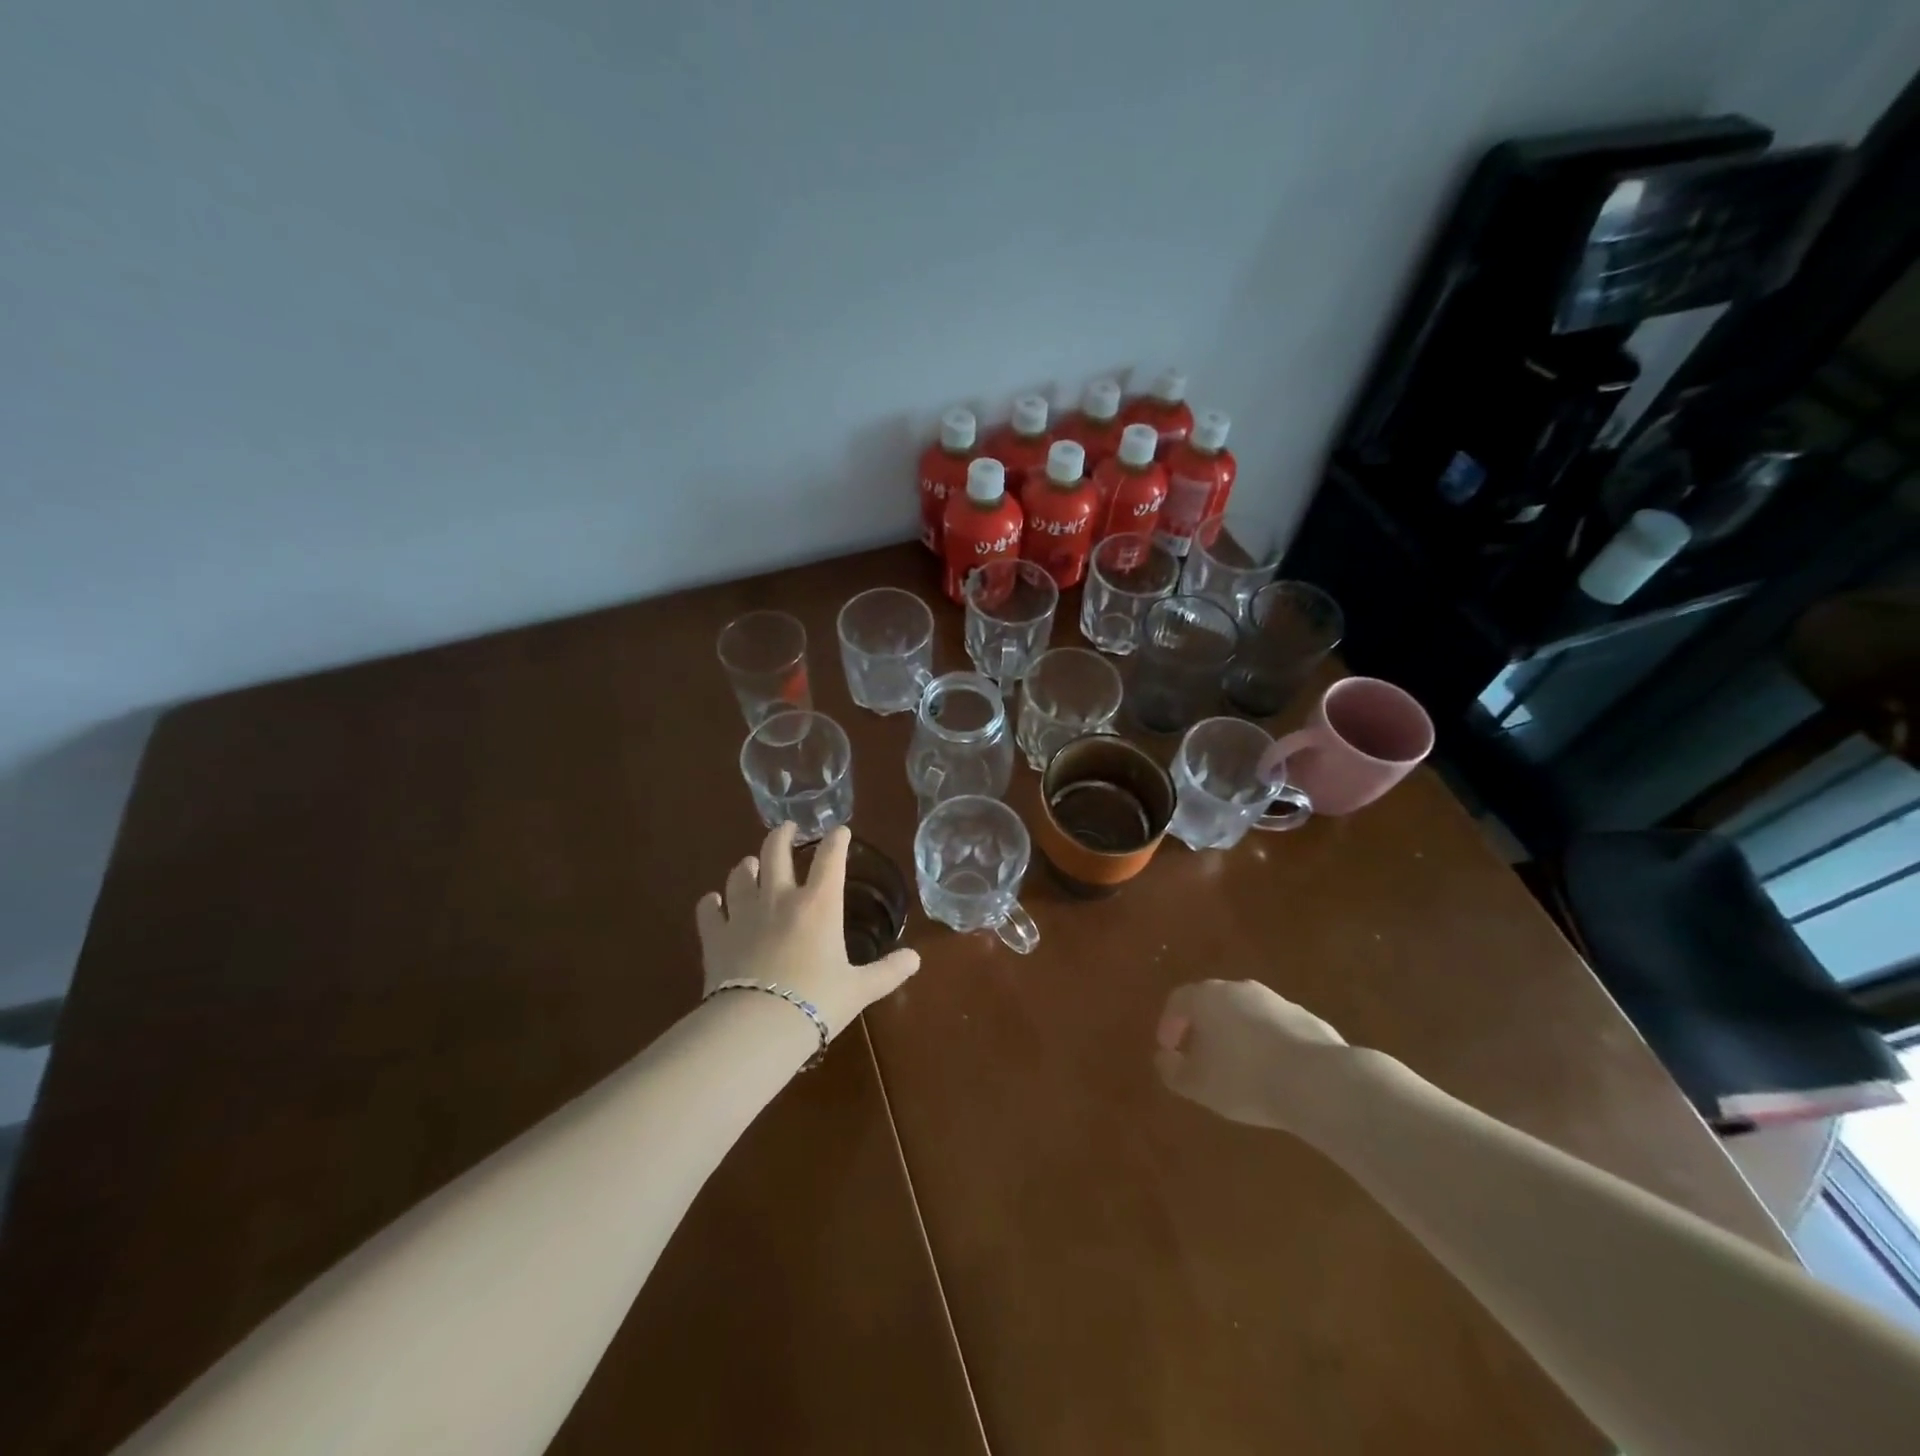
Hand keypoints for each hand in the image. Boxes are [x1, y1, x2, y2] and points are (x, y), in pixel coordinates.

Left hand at [696, 824, 919, 1040]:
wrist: (757, 1026)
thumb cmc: (816, 1002)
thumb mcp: (860, 989)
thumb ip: (888, 971)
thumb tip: (916, 959)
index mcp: (819, 904)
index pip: (830, 858)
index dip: (837, 840)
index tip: (840, 830)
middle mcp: (779, 898)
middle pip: (776, 852)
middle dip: (782, 835)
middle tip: (787, 828)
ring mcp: (742, 914)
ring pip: (740, 875)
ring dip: (747, 866)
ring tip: (751, 864)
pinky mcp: (715, 937)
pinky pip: (708, 909)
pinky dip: (711, 902)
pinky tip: (712, 901)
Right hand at [1154, 979, 1351, 1136]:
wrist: (1318, 1082)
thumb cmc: (1244, 1079)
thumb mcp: (1197, 1084)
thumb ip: (1172, 1071)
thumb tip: (1163, 1059)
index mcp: (1207, 997)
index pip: (1178, 1000)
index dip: (1169, 1024)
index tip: (1168, 1049)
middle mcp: (1240, 989)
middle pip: (1213, 1002)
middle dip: (1203, 1027)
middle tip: (1200, 1055)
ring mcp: (1276, 1001)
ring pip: (1246, 1014)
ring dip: (1237, 1035)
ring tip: (1239, 1068)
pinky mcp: (1307, 1019)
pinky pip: (1276, 1029)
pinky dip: (1267, 1044)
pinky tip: (1273, 1073)